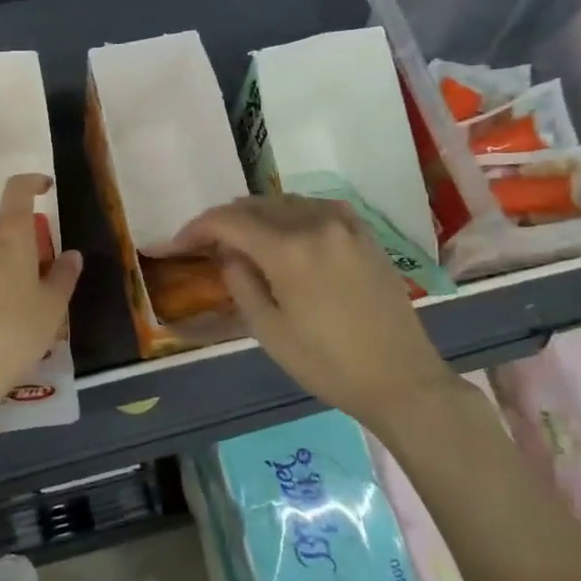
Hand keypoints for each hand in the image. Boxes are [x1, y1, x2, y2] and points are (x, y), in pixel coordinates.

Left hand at [0, 174, 82, 435]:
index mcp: (10, 234)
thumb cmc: (12, 335)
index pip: (18, 189)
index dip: (33, 183)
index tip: (45, 188)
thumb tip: (71, 254)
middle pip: (0, 223)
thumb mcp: (51, 309)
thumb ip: (64, 276)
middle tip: (34, 271)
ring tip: (7, 293)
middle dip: (18, 238)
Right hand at [168, 195, 452, 428]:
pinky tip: (287, 235)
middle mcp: (317, 223)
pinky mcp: (365, 234)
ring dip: (258, 215)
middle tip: (208, 245)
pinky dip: (292, 215)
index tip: (180, 244)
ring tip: (243, 240)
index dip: (197, 228)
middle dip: (226, 221)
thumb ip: (240, 282)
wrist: (401, 379)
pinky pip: (317, 208)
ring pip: (286, 202)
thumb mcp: (269, 330)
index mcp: (289, 249)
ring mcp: (345, 224)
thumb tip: (229, 253)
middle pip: (256, 205)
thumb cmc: (328, 364)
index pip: (229, 221)